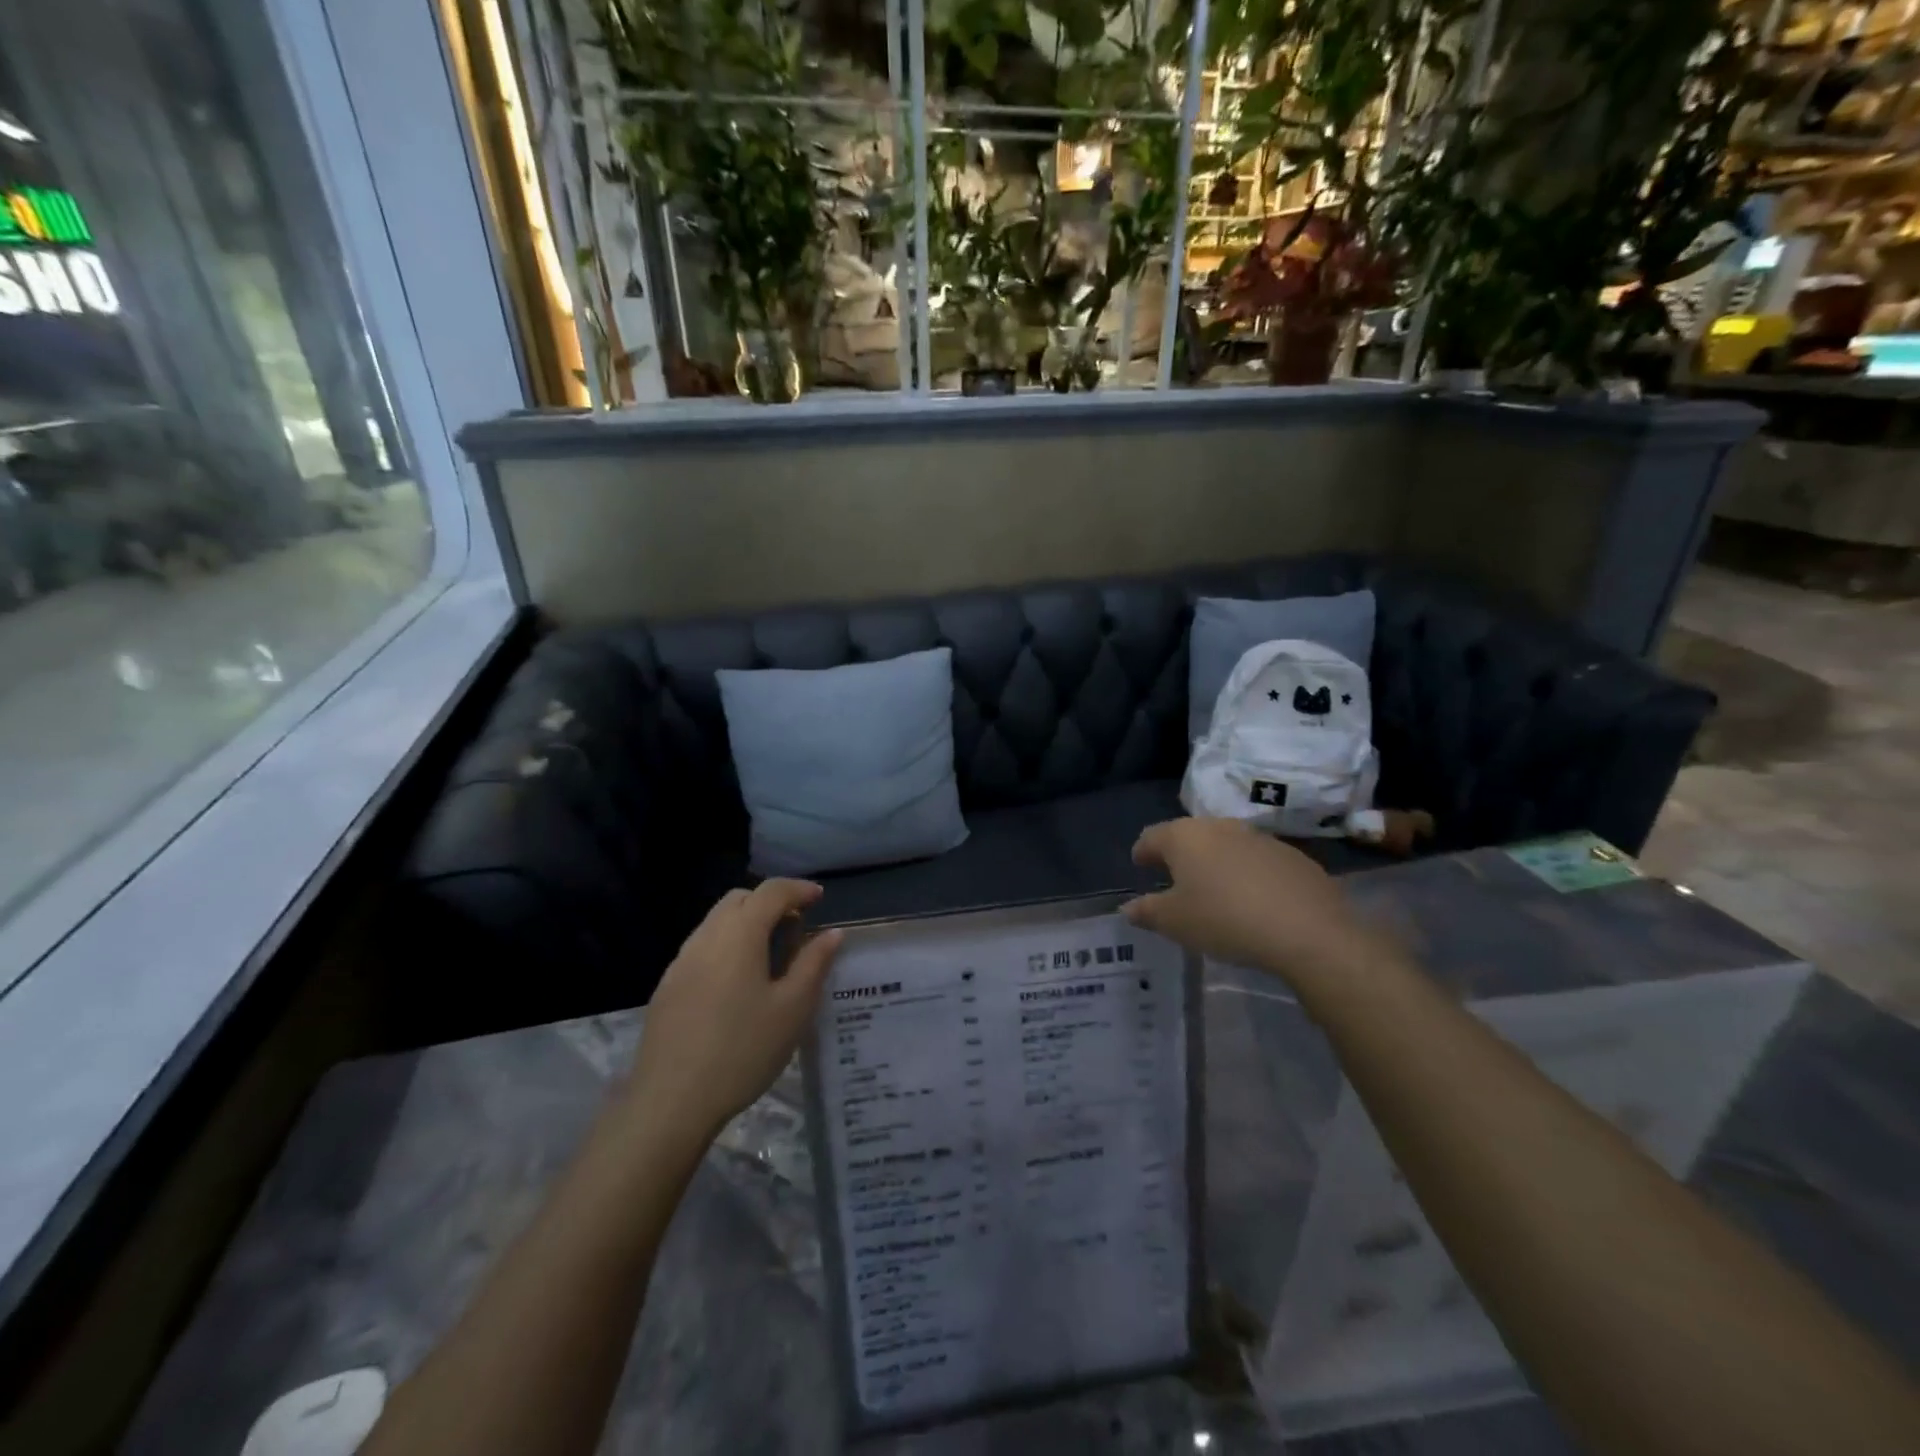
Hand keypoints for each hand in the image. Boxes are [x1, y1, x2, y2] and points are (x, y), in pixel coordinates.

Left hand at [626, 880, 842, 1143]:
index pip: (771, 892)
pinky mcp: (668, 986)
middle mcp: (706, 937)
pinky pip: (702, 947)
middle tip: (796, 927)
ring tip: (771, 954)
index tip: (820, 898)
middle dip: (770, 901)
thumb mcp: (793, 1009)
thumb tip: (832, 933)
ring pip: (717, 921)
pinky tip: (739, 982)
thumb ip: (813, 964)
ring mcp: (681, 961)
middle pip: (740, 899)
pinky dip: (727, 945)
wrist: (671, 1101)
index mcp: (739, 935)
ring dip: (747, 922)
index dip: (798, 889)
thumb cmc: (742, 1051)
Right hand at [1121, 818, 1378, 985]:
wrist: (1308, 930)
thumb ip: (1147, 912)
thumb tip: (1128, 908)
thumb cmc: (1224, 920)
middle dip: (1179, 854)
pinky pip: (1258, 860)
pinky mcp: (1292, 855)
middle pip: (1189, 835)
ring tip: (1214, 890)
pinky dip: (1247, 873)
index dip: (1142, 852)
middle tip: (1174, 878)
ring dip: (1215, 862)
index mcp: (1184, 837)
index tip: (1140, 865)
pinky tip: (1252, 899)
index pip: (1151, 837)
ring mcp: (1259, 837)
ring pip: (1226, 844)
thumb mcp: (1174, 923)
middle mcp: (1219, 826)